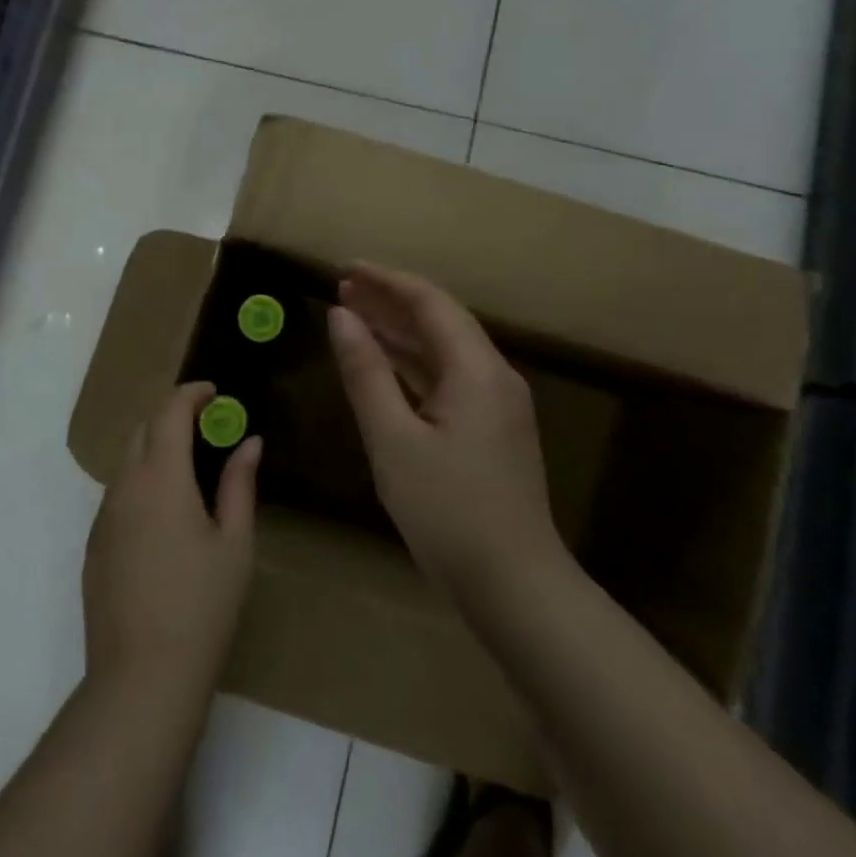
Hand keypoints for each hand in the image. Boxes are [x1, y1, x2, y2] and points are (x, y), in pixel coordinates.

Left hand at [82, 382, 261, 702]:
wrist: (141, 678)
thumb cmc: (202, 607)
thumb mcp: (235, 544)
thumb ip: (240, 484)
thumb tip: (249, 442)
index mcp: (161, 478)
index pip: (169, 412)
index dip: (191, 393)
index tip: (215, 393)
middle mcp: (124, 487)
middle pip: (142, 428)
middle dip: (172, 414)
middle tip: (207, 424)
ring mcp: (103, 516)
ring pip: (126, 460)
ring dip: (155, 446)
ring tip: (190, 464)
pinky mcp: (94, 544)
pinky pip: (117, 492)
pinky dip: (141, 478)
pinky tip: (165, 510)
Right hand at [328, 265, 565, 601]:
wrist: (514, 587)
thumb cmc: (447, 511)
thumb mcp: (393, 439)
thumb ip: (365, 372)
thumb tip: (341, 316)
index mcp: (476, 369)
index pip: (429, 302)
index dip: (386, 280)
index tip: (345, 269)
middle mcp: (494, 376)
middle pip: (439, 320)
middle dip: (390, 302)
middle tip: (342, 289)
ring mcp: (497, 404)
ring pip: (443, 351)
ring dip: (400, 333)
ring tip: (354, 318)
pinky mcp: (491, 430)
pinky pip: (447, 380)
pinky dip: (413, 366)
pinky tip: (384, 366)